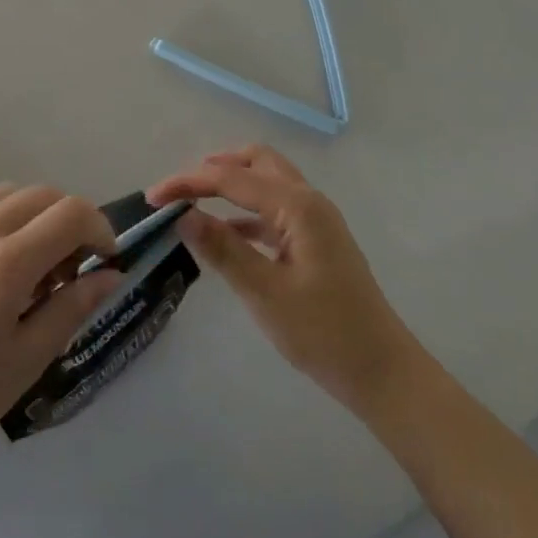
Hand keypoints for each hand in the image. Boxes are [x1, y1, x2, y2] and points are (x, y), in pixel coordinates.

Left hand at [0, 185, 122, 475]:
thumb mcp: (26, 360)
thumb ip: (73, 307)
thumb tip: (110, 274)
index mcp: (5, 263)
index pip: (71, 214)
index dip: (100, 229)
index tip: (104, 258)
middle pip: (40, 194)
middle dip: (67, 221)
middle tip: (66, 267)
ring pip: (2, 193)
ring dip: (29, 216)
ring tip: (23, 263)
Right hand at [148, 147, 418, 412]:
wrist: (384, 375)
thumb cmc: (325, 334)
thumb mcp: (265, 293)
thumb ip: (223, 249)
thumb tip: (183, 215)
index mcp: (297, 206)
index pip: (231, 179)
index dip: (188, 183)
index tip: (153, 197)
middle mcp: (308, 201)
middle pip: (255, 162)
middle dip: (214, 169)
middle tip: (180, 190)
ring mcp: (316, 220)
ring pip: (267, 181)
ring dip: (231, 185)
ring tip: (194, 204)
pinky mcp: (316, 240)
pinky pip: (274, 209)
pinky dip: (246, 211)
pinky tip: (225, 233)